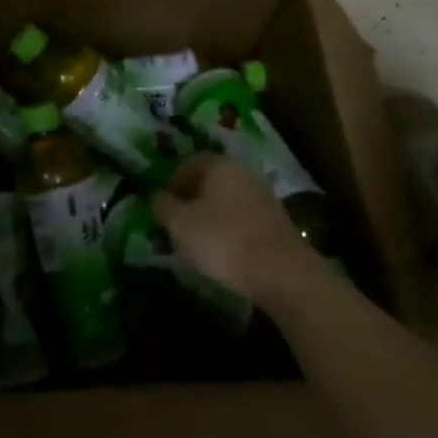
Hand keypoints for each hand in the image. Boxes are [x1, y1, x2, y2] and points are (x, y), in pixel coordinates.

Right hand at [152, 154, 317, 302]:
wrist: (282, 273)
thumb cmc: (223, 240)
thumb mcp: (180, 224)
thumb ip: (163, 205)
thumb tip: (156, 196)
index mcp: (219, 164)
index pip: (187, 164)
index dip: (169, 184)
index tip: (161, 208)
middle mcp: (243, 173)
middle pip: (208, 182)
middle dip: (189, 201)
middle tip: (176, 225)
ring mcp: (263, 196)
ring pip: (225, 201)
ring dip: (209, 217)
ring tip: (196, 243)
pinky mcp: (275, 222)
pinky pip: (242, 219)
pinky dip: (228, 231)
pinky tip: (223, 252)